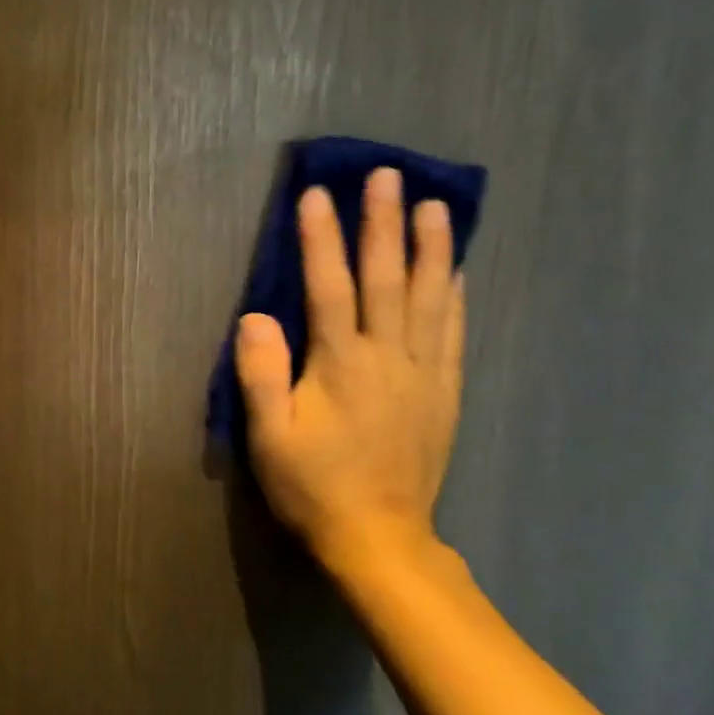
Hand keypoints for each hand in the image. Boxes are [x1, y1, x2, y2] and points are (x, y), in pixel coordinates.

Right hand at [234, 167, 462, 581]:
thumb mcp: (269, 438)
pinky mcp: (443, 393)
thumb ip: (261, 376)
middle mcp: (387, 358)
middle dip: (382, 224)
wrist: (380, 538)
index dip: (320, 239)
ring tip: (435, 205)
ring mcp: (422, 374)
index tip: (316, 194)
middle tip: (387, 176)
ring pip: (429, 298)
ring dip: (430, 248)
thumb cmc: (313, 486)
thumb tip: (255, 317)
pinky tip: (457, 270)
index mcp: (340, 366)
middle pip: (385, 280)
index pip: (328, 288)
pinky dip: (455, 297)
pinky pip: (453, 334)